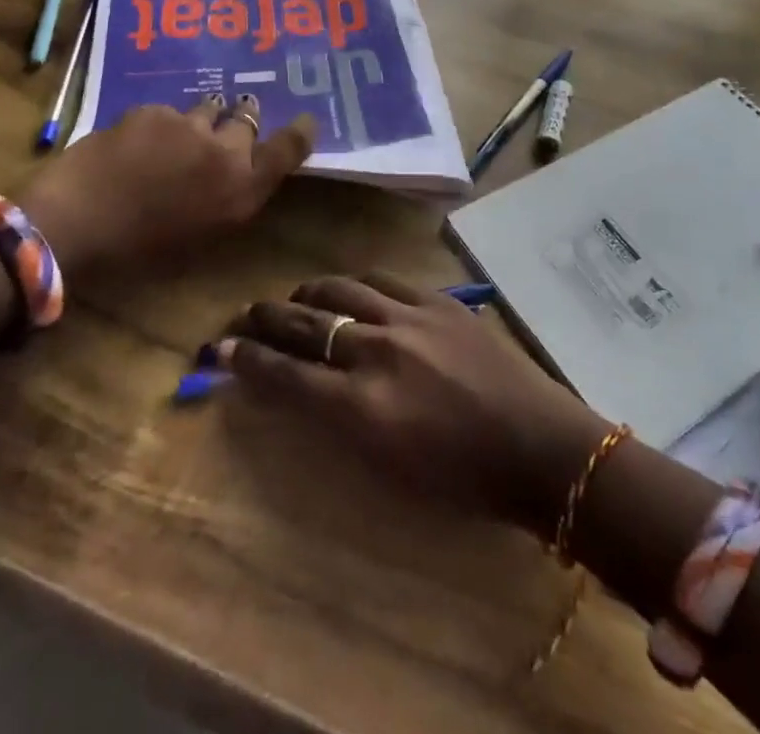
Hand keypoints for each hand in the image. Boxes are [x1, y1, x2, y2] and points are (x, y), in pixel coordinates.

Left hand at [19, 96, 315, 284]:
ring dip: (203, 119)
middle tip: (227, 127)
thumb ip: (227, 200)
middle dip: (241, 120)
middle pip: (248, 120)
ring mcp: (189, 126)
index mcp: (241, 190)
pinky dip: (162, 124)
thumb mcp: (200, 236)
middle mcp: (225, 152)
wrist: (76, 223)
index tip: (306, 120)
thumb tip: (234, 177)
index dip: (300, 132)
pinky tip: (138, 143)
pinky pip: (168, 112)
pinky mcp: (153, 111)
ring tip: (181, 134)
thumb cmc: (139, 252)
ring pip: (208, 109)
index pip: (288, 150)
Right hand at [217, 274, 609, 533]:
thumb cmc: (462, 480)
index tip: (221, 349)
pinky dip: (355, 285)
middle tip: (244, 315)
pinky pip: (382, 280)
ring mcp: (410, 317)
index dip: (247, 360)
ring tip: (296, 300)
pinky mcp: (437, 300)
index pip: (286, 375)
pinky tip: (350, 291)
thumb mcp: (388, 468)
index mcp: (362, 408)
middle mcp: (377, 351)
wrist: (538, 447)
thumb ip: (338, 423)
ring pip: (339, 288)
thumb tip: (300, 391)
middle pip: (305, 323)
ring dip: (307, 294)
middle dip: (266, 317)